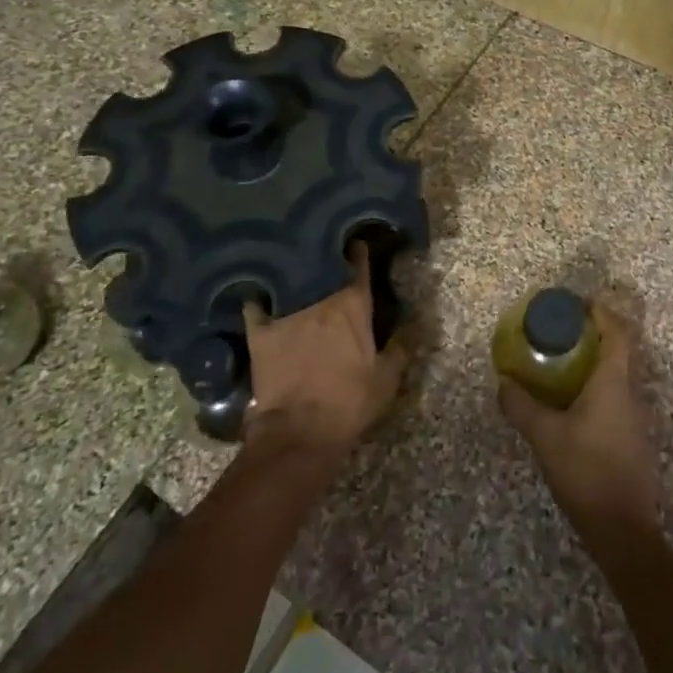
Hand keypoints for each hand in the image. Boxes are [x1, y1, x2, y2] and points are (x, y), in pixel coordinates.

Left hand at [244, 242, 406, 460]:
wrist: (300, 431)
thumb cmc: (350, 402)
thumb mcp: (387, 379)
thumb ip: (401, 346)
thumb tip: (417, 322)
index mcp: (353, 305)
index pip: (359, 266)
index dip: (359, 252)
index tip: (356, 241)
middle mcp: (320, 299)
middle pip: (323, 267)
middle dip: (326, 258)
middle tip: (326, 252)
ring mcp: (287, 312)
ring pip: (290, 280)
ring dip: (295, 272)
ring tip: (295, 263)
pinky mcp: (260, 331)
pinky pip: (255, 304)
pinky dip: (257, 296)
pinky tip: (256, 289)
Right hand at [498, 303, 659, 545]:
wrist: (622, 529)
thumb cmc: (585, 471)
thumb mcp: (545, 436)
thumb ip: (521, 406)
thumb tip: (503, 382)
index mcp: (613, 383)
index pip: (616, 333)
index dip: (601, 313)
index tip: (579, 304)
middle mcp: (629, 393)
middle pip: (618, 351)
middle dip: (592, 336)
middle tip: (561, 332)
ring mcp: (634, 418)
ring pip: (616, 376)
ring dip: (593, 363)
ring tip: (560, 363)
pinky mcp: (631, 439)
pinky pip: (614, 398)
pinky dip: (595, 388)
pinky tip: (570, 403)